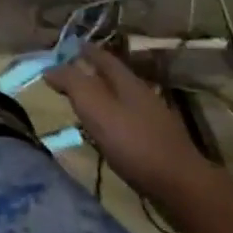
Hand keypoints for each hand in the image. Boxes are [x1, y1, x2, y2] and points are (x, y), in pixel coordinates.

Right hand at [45, 46, 217, 209]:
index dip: (84, 50)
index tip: (67, 47)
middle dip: (91, 72)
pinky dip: (110, 118)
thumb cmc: (133, 142)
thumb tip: (51, 67)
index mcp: (127, 81)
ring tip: (80, 103)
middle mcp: (141, 94)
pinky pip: (126, 120)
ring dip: (100, 96)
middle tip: (68, 74)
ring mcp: (152, 118)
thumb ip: (72, 84)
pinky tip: (102, 131)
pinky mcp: (156, 141)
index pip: (102, 57)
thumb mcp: (95, 107)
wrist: (181, 185)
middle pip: (113, 77)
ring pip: (120, 98)